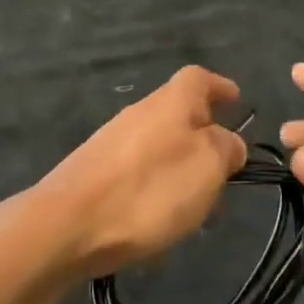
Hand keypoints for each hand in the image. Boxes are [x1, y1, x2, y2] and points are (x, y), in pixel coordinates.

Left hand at [31, 66, 247, 279]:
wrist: (67, 225)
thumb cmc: (149, 190)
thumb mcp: (207, 167)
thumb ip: (226, 148)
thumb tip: (229, 142)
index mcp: (170, 102)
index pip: (198, 78)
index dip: (220, 87)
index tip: (237, 101)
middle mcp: (138, 113)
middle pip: (178, 113)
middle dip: (204, 138)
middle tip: (225, 171)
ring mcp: (111, 141)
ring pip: (159, 145)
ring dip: (181, 168)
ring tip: (196, 206)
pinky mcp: (94, 171)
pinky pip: (138, 170)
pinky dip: (157, 186)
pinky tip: (159, 218)